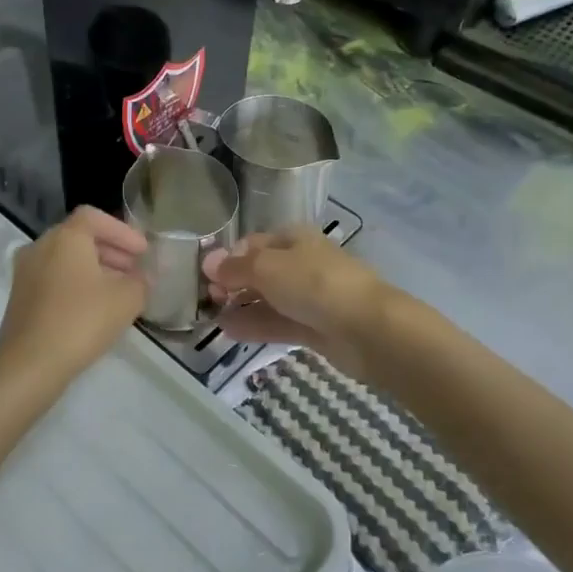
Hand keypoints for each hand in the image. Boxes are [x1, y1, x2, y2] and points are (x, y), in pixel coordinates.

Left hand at [0, 207, 146, 386]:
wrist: (29, 364)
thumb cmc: (81, 321)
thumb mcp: (126, 299)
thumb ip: (141, 281)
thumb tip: (143, 277)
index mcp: (64, 237)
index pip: (94, 217)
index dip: (123, 231)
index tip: (143, 252)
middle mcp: (40, 246)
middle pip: (79, 237)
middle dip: (111, 250)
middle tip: (135, 270)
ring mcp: (25, 272)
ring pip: (66, 260)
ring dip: (95, 269)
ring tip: (119, 291)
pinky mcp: (20, 297)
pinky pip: (54, 279)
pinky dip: (76, 284)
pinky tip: (94, 308)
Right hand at [202, 227, 391, 378]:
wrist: (367, 328)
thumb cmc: (314, 284)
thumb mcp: (267, 268)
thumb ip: (235, 267)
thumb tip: (208, 262)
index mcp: (295, 239)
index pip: (254, 243)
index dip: (229, 256)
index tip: (205, 274)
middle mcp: (302, 264)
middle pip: (261, 271)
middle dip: (234, 283)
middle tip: (209, 298)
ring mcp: (310, 298)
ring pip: (268, 299)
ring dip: (241, 307)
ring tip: (213, 318)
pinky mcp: (314, 328)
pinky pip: (278, 323)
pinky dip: (255, 326)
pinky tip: (230, 332)